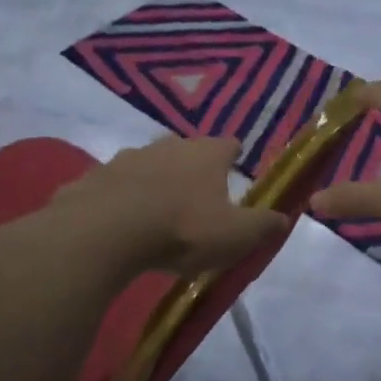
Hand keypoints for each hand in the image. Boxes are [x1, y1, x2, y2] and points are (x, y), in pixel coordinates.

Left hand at [55, 135, 288, 274]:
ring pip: (148, 164)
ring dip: (154, 181)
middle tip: (196, 194)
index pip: (228, 145)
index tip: (235, 164)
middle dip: (192, 167)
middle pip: (186, 150)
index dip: (233, 155)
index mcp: (206, 154)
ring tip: (156, 209)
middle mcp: (168, 146)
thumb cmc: (182, 229)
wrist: (106, 232)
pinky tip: (119, 220)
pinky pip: (114, 185)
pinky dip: (120, 198)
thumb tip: (285, 217)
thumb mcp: (235, 235)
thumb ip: (263, 225)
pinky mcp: (94, 177)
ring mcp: (127, 158)